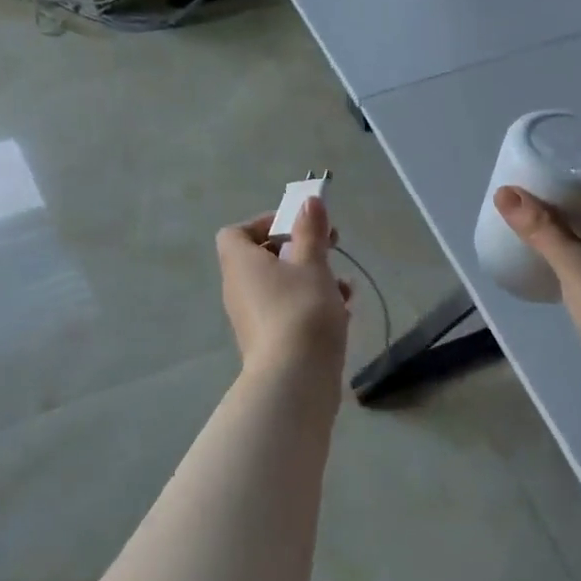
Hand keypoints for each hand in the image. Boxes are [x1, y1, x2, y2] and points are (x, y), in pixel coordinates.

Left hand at [216, 197, 352, 374]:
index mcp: (240, 263)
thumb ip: (311, 231)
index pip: (235, 233)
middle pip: (263, 257)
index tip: (298, 226)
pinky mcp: (268, 341)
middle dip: (300, 250)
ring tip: (344, 285)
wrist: (295, 379)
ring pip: (281, 285)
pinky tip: (343, 311)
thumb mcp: (312, 264)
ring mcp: (252, 317)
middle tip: (331, 247)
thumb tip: (309, 202)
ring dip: (312, 279)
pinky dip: (311, 305)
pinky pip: (287, 311)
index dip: (265, 224)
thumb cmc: (301, 310)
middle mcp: (239, 288)